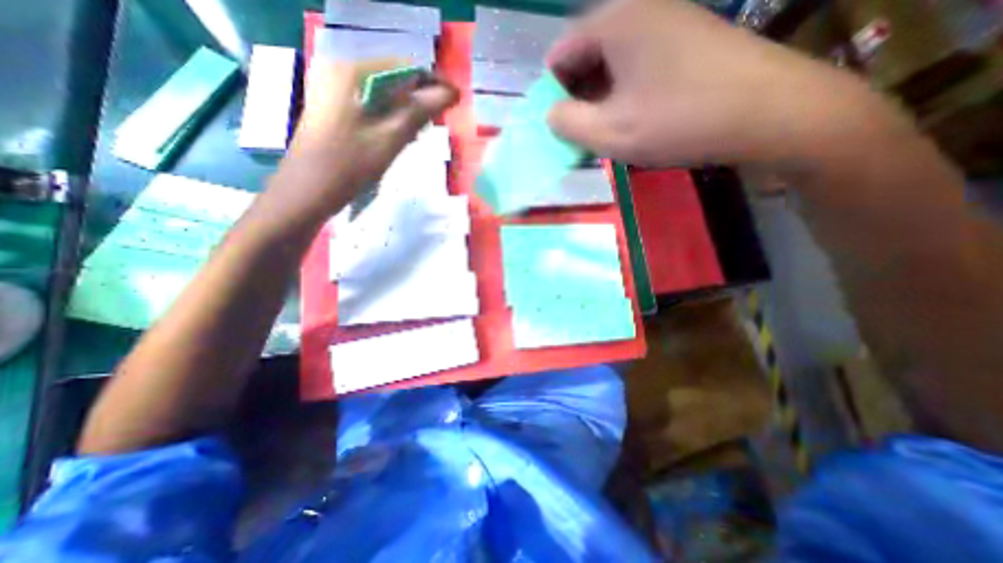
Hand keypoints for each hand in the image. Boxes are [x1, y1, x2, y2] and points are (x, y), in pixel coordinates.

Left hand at [264, 58, 457, 226]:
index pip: (404, 66)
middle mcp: (341, 71)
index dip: (433, 84)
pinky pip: (372, 106)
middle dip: (419, 100)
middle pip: (394, 79)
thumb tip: (452, 93)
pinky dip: (389, 118)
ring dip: (406, 111)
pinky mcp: (334, 108)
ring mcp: (335, 89)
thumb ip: (421, 110)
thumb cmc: (349, 165)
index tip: (454, 104)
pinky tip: (398, 137)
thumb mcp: (390, 137)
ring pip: (384, 94)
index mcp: (352, 71)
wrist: (307, 192)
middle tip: (436, 124)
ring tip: (419, 134)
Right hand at [546, 1, 880, 166]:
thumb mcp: (609, 132)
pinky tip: (635, 113)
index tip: (560, 122)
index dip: (552, 91)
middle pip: (587, 53)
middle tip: (583, 129)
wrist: (769, 113)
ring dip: (601, 94)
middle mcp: (640, 9)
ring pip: (613, 60)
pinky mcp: (688, 38)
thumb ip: (567, 124)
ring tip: (608, 126)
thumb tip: (551, 113)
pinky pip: (638, 62)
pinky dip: (626, 89)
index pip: (560, 51)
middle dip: (577, 93)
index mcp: (615, 23)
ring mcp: (669, 19)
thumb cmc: (678, 122)